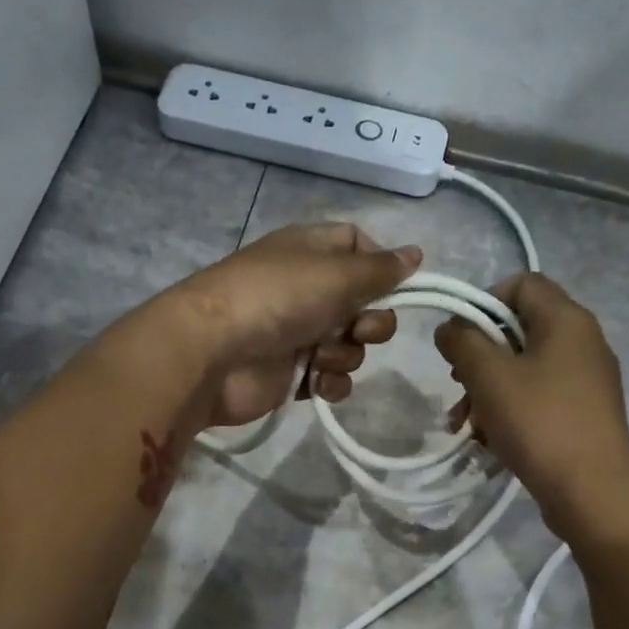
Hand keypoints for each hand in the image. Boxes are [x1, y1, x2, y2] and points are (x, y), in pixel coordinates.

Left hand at [170, 223, 420, 428]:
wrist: (213, 354)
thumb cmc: (276, 299)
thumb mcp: (336, 274)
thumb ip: (380, 269)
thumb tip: (416, 253)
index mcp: (312, 252)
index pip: (358, 245)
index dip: (381, 265)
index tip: (397, 285)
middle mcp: (306, 290)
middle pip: (364, 304)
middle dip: (372, 321)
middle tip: (359, 328)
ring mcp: (298, 333)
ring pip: (351, 345)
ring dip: (345, 354)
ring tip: (318, 356)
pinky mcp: (291, 374)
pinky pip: (331, 378)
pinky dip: (330, 382)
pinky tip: (316, 382)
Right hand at [434, 272, 628, 541]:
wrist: (593, 491)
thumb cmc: (539, 422)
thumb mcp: (489, 376)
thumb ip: (462, 342)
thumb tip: (450, 328)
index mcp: (566, 319)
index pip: (520, 283)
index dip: (483, 302)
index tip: (460, 340)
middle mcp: (582, 341)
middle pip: (518, 330)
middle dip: (479, 357)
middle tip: (458, 386)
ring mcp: (586, 380)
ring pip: (524, 369)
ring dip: (488, 391)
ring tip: (466, 425)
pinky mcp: (583, 413)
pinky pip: (538, 398)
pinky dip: (510, 411)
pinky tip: (490, 441)